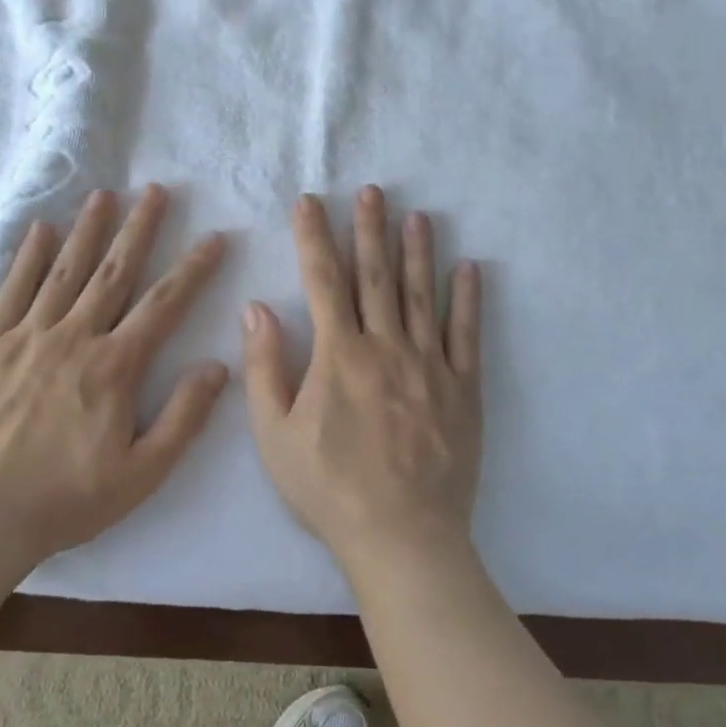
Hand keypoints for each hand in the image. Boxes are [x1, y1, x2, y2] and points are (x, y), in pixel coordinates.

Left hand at [0, 186, 228, 560]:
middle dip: (139, 228)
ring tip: (104, 195)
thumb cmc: (67, 498)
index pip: (164, 306)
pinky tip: (41, 229)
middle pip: (114, 272)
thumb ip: (184, 418)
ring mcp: (26, 336)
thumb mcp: (142, 473)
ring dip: (88, 230)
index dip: (192, 269)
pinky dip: (27, 257)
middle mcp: (74, 338)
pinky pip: (11, 289)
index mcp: (114, 367)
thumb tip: (217, 366)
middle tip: (155, 190)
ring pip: (64, 271)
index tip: (213, 237)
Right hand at [243, 187, 482, 568]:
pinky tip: (469, 268)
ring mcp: (429, 365)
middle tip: (371, 190)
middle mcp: (385, 347)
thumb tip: (256, 308)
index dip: (314, 238)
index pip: (322, 281)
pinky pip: (466, 334)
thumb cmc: (328, 487)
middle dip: (370, 229)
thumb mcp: (274, 434)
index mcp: (338, 355)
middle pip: (375, 276)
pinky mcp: (462, 388)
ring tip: (417, 214)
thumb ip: (264, 367)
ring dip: (417, 251)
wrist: (402, 536)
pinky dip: (467, 299)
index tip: (310, 202)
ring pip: (421, 295)